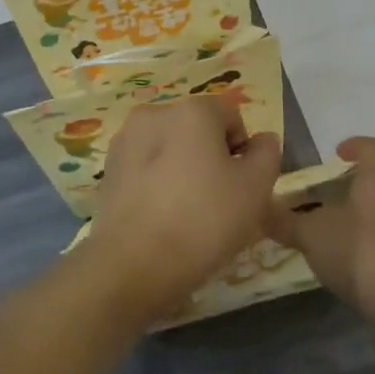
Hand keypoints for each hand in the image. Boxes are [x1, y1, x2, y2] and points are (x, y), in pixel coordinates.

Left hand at [87, 95, 282, 318]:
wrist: (134, 263)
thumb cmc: (204, 220)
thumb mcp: (255, 189)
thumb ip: (266, 154)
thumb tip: (260, 140)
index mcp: (191, 110)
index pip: (231, 116)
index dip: (243, 150)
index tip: (241, 186)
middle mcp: (154, 114)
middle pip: (197, 129)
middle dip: (211, 157)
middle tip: (218, 201)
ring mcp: (125, 140)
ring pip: (169, 148)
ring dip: (182, 169)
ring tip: (187, 212)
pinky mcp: (108, 169)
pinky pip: (145, 168)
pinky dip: (156, 183)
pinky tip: (161, 216)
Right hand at [263, 137, 374, 326]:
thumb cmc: (358, 252)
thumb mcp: (311, 236)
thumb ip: (285, 222)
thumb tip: (261, 211)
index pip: (373, 149)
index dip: (355, 145)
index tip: (336, 154)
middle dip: (350, 191)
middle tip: (323, 205)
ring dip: (363, 221)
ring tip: (336, 240)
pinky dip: (374, 246)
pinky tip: (355, 267)